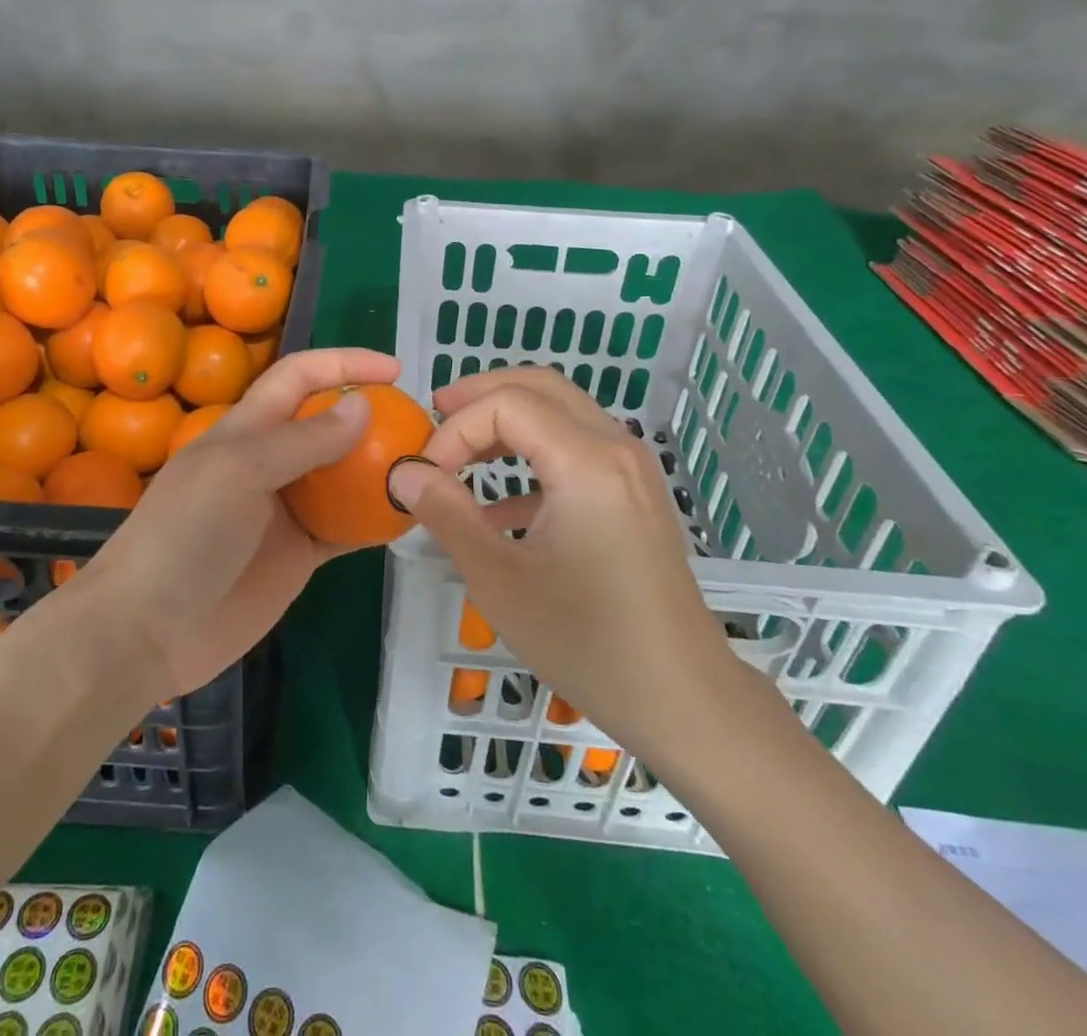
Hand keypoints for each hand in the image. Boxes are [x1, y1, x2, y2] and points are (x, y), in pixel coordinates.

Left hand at [81, 347, 399, 699]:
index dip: (344, 363)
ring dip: (379, 468)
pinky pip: (346, 528)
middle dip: (372, 415)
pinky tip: (408, 517)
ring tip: (425, 468)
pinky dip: (375, 520)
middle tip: (422, 426)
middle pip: (328, 423)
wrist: (146, 632)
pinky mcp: (299, 554)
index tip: (396, 370)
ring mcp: (286, 509)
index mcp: (248, 428)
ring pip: (343, 476)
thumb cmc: (184, 536)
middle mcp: (270, 460)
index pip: (300, 376)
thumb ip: (303, 440)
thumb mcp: (239, 472)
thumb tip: (364, 405)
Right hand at [388, 367, 740, 780]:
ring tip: (460, 451)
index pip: (506, 404)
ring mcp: (632, 469)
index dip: (455, 429)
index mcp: (586, 461)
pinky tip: (501, 506)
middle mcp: (615, 447)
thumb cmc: (587, 641)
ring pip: (561, 411)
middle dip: (481, 396)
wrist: (683, 699)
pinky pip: (578, 447)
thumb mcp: (499, 579)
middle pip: (539, 386)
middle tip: (434, 415)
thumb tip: (403, 472)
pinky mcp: (635, 494)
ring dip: (507, 421)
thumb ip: (446, 513)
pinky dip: (534, 454)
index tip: (426, 475)